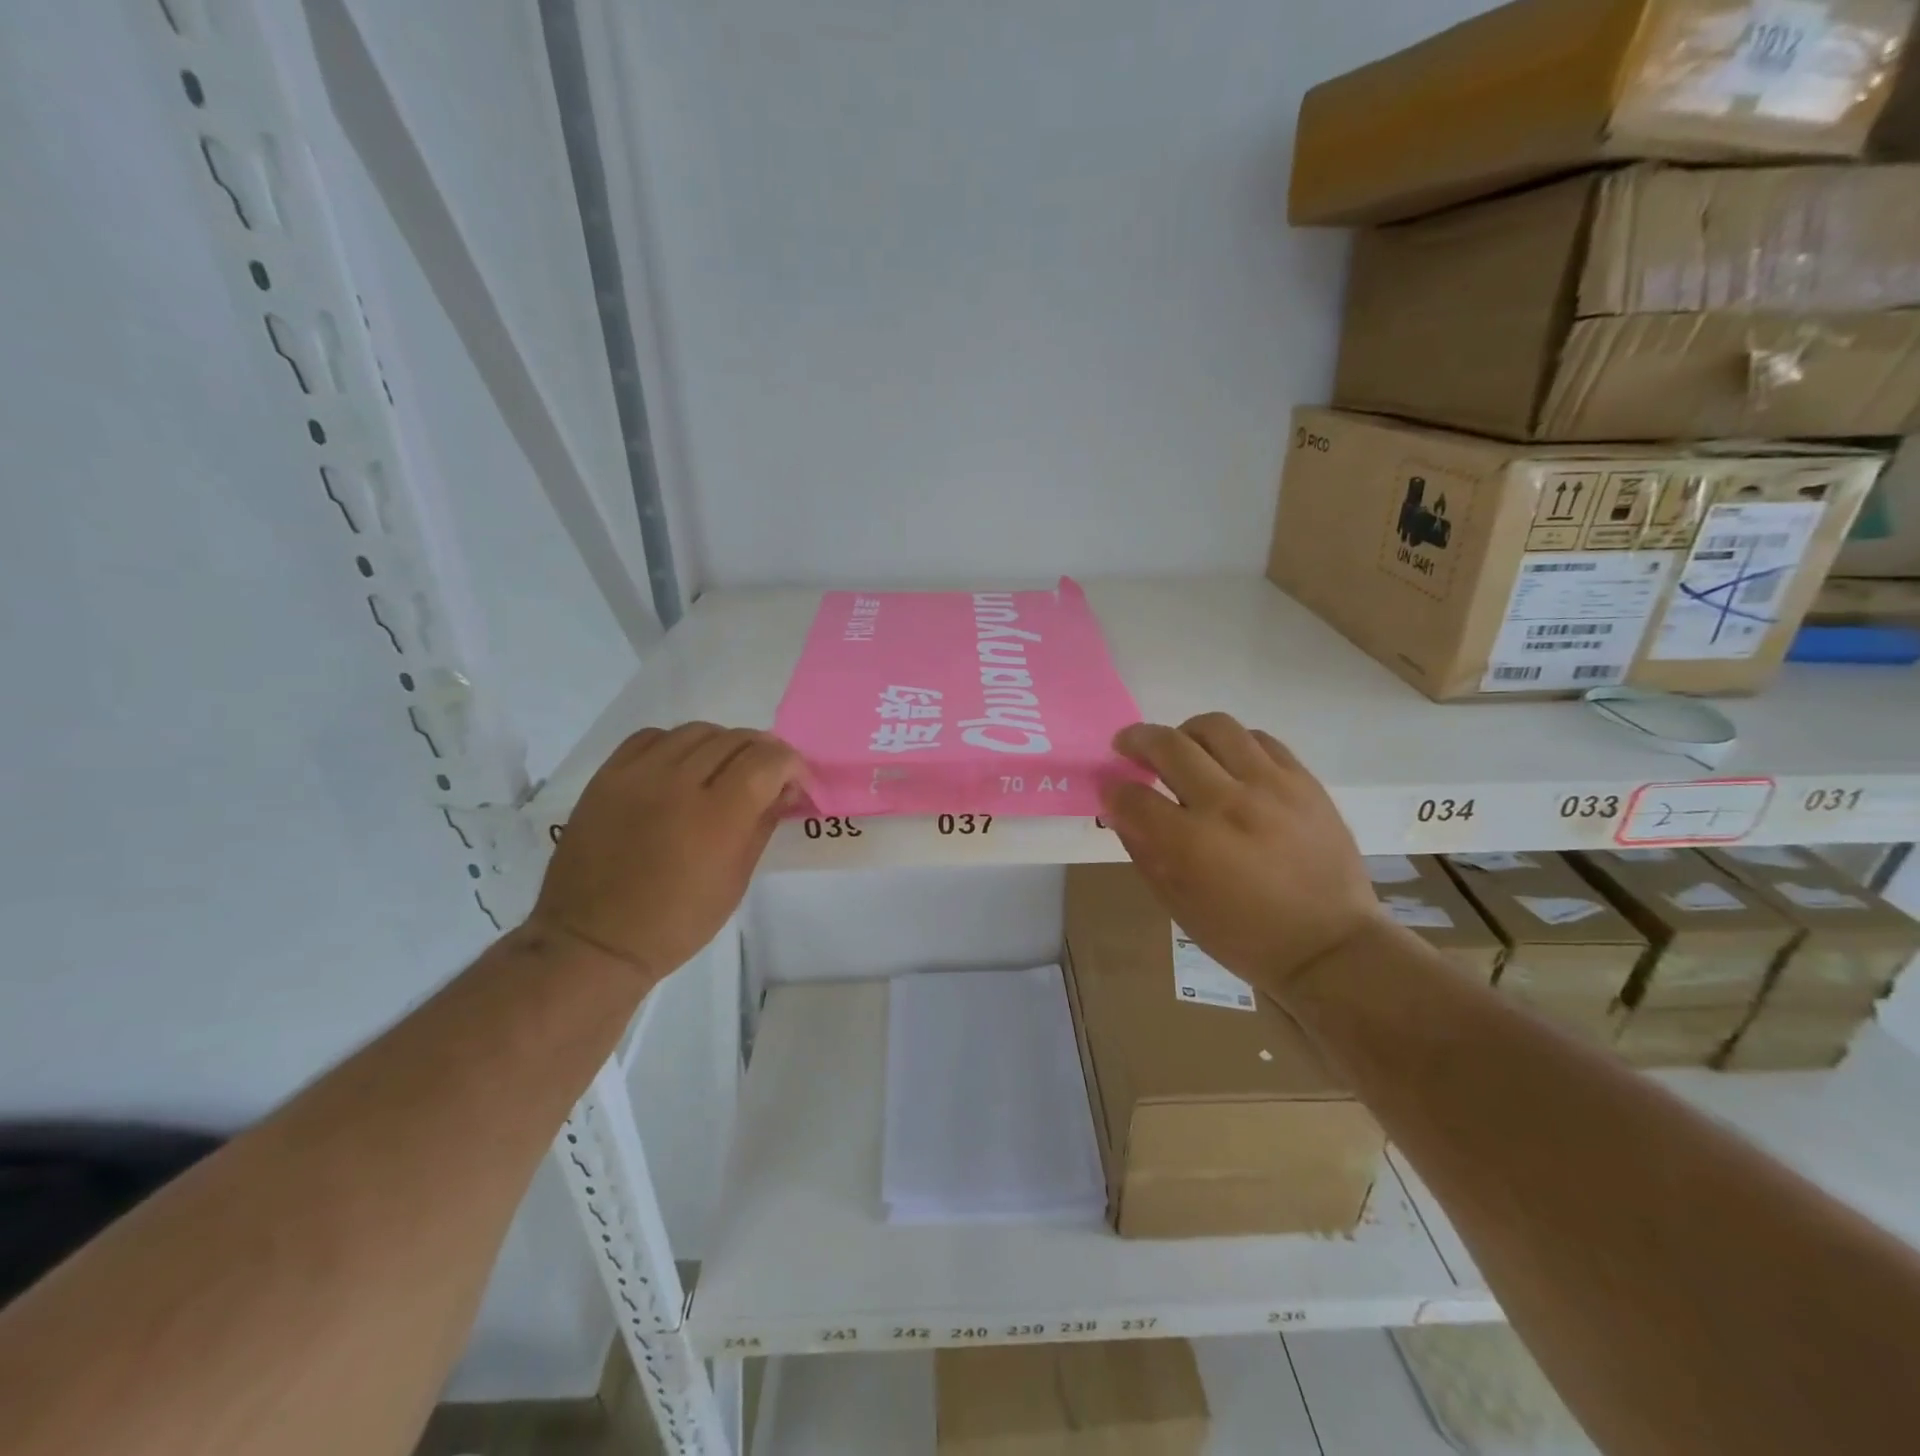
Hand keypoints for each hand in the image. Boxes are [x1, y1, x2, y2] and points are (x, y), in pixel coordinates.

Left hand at [530, 723, 802, 983]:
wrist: (594, 940)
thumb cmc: (676, 922)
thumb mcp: (736, 881)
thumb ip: (763, 824)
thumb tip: (784, 790)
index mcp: (718, 817)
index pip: (768, 760)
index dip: (791, 764)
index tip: (794, 782)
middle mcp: (678, 783)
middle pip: (736, 739)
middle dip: (763, 753)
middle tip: (766, 777)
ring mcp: (638, 775)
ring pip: (697, 731)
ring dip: (723, 744)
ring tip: (723, 770)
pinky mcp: (607, 776)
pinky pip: (652, 736)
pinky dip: (678, 744)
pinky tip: (681, 767)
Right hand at [1100, 713, 1380, 995]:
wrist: (1330, 946)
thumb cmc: (1245, 937)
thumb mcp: (1178, 906)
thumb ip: (1144, 851)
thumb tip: (1121, 810)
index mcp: (1191, 844)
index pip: (1133, 796)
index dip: (1113, 790)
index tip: (1112, 790)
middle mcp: (1228, 803)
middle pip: (1168, 745)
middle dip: (1136, 740)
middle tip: (1128, 746)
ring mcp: (1270, 786)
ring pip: (1215, 727)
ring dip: (1185, 732)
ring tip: (1182, 747)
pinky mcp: (1303, 781)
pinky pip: (1260, 739)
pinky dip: (1233, 743)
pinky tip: (1228, 760)